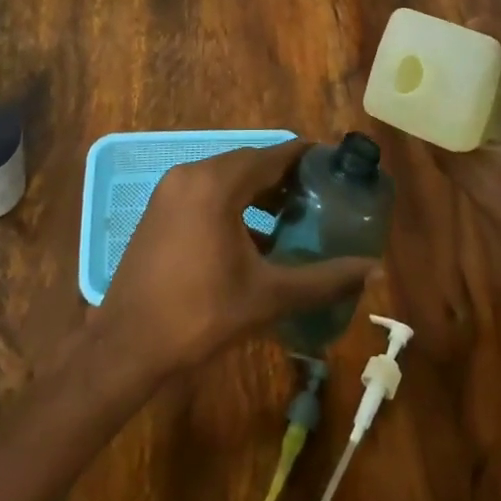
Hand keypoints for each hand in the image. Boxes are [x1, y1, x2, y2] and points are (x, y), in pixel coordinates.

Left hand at [98, 139, 378, 376]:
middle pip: (250, 162)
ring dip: (259, 190)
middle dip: (285, 176)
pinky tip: (253, 235)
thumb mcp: (267, 297)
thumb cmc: (199, 315)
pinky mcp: (160, 208)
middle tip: (319, 196)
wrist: (126, 346)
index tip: (335, 166)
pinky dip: (233, 201)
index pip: (273, 154)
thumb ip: (323, 280)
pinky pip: (206, 190)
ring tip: (292, 216)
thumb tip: (374, 270)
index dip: (306, 157)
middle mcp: (192, 173)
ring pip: (226, 176)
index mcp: (217, 183)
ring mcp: (171, 190)